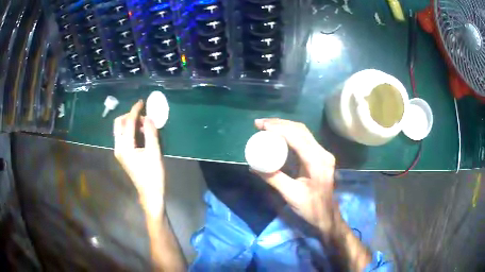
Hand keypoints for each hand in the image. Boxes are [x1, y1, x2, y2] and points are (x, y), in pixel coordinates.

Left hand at [114, 100, 163, 216]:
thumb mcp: (154, 152)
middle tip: (142, 116)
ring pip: (120, 130)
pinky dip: (130, 131)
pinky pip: (123, 137)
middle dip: (129, 116)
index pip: (128, 122)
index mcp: (125, 147)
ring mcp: (119, 151)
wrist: (150, 193)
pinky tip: (141, 134)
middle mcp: (118, 147)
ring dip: (130, 123)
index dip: (135, 110)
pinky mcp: (123, 155)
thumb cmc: (153, 174)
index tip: (142, 101)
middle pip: (118, 124)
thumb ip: (150, 132)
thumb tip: (148, 117)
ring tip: (144, 125)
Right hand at [253, 118, 337, 233]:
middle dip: (280, 124)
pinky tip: (279, 134)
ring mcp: (323, 154)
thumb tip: (253, 166)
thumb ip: (273, 179)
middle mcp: (322, 153)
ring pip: (303, 132)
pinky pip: (304, 139)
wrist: (327, 216)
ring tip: (266, 126)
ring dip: (285, 126)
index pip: (297, 138)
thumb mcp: (291, 194)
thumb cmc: (311, 208)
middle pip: (301, 130)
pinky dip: (290, 133)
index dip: (279, 129)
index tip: (261, 126)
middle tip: (260, 124)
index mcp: (317, 162)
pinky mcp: (320, 156)